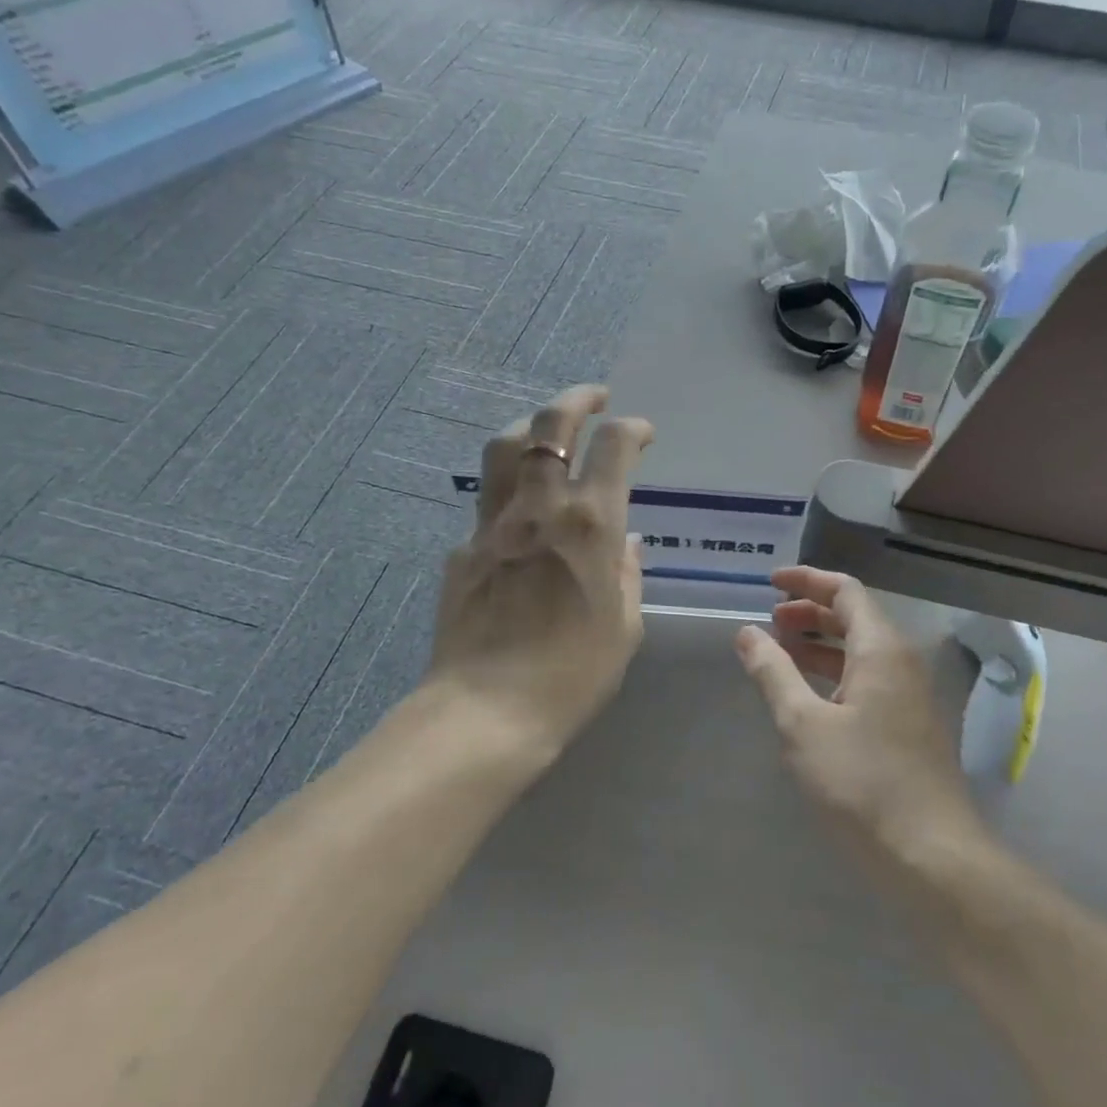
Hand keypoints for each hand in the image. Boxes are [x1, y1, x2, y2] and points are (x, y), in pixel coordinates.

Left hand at [426, 384, 652, 751]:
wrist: (488, 710)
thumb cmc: (574, 673)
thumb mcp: (624, 624)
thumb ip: (627, 572)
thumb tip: (625, 541)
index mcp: (590, 523)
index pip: (614, 447)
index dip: (633, 428)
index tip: (643, 433)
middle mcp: (540, 507)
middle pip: (551, 424)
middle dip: (577, 398)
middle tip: (594, 397)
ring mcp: (493, 523)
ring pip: (506, 447)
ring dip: (532, 425)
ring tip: (549, 430)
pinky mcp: (463, 547)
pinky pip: (489, 502)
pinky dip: (510, 490)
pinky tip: (521, 515)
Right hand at [735, 567, 979, 850]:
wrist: (932, 856)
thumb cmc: (862, 783)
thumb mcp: (804, 725)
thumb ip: (774, 673)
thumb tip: (747, 633)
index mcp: (881, 649)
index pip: (845, 591)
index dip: (807, 581)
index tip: (770, 583)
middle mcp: (901, 662)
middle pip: (855, 617)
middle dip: (810, 612)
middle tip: (769, 621)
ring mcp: (910, 695)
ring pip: (861, 650)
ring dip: (821, 644)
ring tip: (780, 652)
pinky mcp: (909, 726)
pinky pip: (868, 678)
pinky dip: (835, 673)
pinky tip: (809, 695)